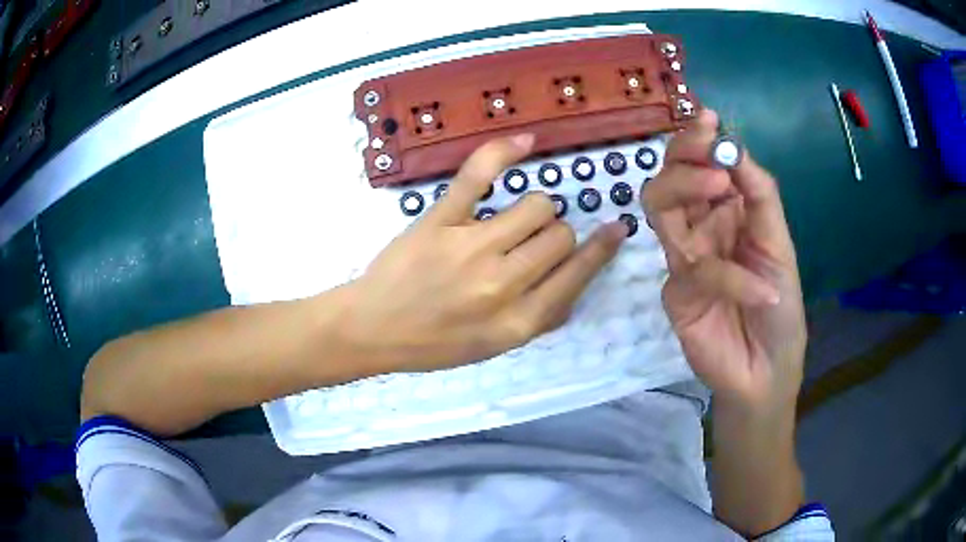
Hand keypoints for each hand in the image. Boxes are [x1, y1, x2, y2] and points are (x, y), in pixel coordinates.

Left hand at [345, 134, 627, 372]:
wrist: (374, 328)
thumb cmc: (435, 343)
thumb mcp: (495, 346)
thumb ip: (541, 318)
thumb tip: (576, 281)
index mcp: (519, 321)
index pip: (578, 275)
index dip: (602, 248)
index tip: (616, 229)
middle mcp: (502, 284)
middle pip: (560, 235)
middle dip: (556, 235)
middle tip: (533, 242)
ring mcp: (471, 247)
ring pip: (536, 206)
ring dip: (536, 209)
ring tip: (516, 218)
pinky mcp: (440, 219)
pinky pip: (479, 175)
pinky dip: (503, 152)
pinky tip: (524, 142)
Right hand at [643, 110, 806, 414]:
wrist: (766, 370)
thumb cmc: (781, 309)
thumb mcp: (779, 245)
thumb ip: (760, 196)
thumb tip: (734, 147)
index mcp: (726, 212)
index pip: (700, 166)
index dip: (697, 139)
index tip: (708, 118)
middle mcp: (700, 227)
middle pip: (670, 179)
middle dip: (683, 155)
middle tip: (705, 143)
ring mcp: (684, 258)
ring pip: (661, 210)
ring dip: (685, 189)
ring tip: (719, 186)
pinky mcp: (676, 293)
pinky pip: (694, 270)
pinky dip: (730, 276)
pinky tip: (762, 292)